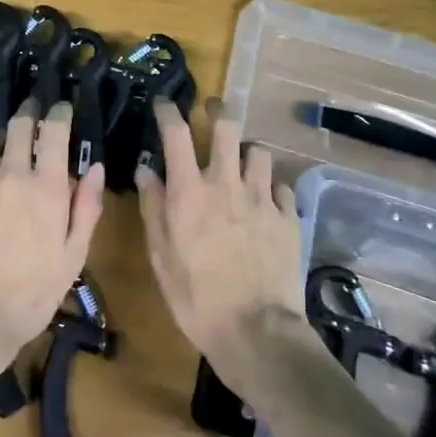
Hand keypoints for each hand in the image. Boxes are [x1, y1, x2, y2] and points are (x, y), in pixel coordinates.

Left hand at [0, 99, 104, 360]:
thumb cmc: (32, 293)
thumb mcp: (73, 256)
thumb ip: (86, 207)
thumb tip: (94, 167)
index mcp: (47, 186)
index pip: (54, 130)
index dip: (59, 112)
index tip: (62, 107)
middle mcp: (11, 173)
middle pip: (18, 124)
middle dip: (28, 111)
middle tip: (31, 110)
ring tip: (0, 144)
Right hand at [137, 97, 309, 391]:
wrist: (256, 333)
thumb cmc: (196, 297)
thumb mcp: (160, 256)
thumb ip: (153, 206)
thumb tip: (147, 169)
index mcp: (189, 191)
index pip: (176, 133)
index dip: (168, 111)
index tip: (164, 104)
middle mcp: (226, 183)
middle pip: (227, 126)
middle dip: (217, 110)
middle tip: (212, 109)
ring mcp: (262, 198)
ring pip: (258, 151)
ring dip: (246, 152)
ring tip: (242, 162)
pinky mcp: (289, 217)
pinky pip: (281, 187)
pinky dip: (271, 188)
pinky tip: (266, 202)